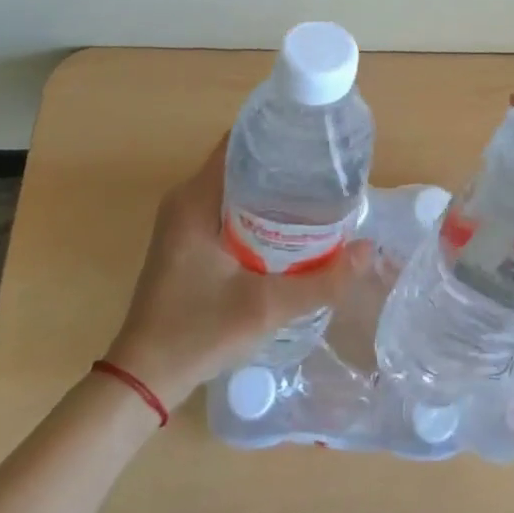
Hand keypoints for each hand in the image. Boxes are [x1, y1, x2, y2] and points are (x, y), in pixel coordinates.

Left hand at [103, 135, 371, 408]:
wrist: (144, 379)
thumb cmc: (198, 333)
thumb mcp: (266, 307)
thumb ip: (322, 281)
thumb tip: (369, 251)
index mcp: (195, 199)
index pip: (238, 142)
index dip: (277, 133)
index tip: (315, 139)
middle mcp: (185, 199)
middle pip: (239, 161)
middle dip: (282, 162)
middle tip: (327, 169)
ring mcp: (183, 220)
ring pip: (234, 186)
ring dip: (271, 187)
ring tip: (316, 192)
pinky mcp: (186, 240)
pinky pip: (226, 207)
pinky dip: (256, 208)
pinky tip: (288, 225)